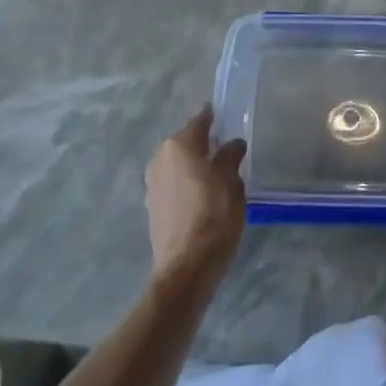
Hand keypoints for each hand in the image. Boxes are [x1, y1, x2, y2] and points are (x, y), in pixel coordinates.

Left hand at [145, 104, 246, 296]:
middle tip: (225, 148)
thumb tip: (233, 144)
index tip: (226, 116)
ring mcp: (152, 183)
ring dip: (193, 164)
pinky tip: (202, 193)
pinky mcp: (152, 206)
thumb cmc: (214, 217)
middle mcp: (160, 158)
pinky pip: (173, 182)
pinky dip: (186, 181)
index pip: (200, 121)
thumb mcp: (232, 183)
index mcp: (179, 146)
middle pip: (185, 142)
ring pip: (177, 163)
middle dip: (203, 143)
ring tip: (216, 172)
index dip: (214, 118)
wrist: (186, 268)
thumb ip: (230, 158)